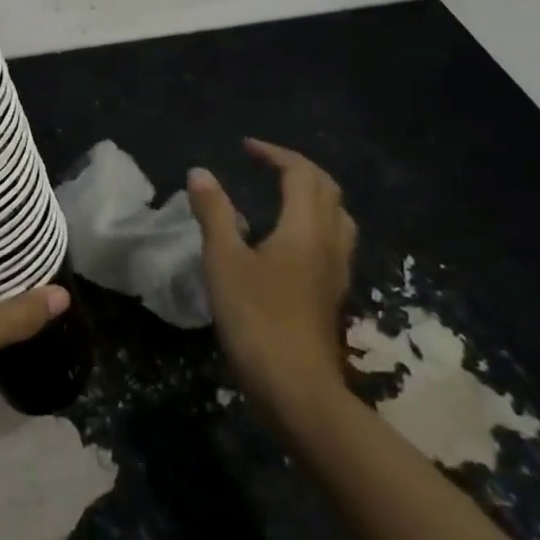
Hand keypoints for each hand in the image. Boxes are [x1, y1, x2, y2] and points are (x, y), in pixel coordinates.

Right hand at [187, 139, 356, 415]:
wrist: (297, 391)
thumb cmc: (257, 319)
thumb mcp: (224, 261)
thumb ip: (214, 213)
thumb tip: (201, 173)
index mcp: (305, 227)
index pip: (300, 173)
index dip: (274, 154)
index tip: (245, 148)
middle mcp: (329, 242)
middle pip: (326, 189)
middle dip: (297, 167)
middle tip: (265, 163)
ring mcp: (337, 270)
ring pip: (337, 215)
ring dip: (313, 193)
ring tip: (283, 193)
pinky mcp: (333, 294)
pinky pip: (334, 240)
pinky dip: (315, 221)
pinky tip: (292, 239)